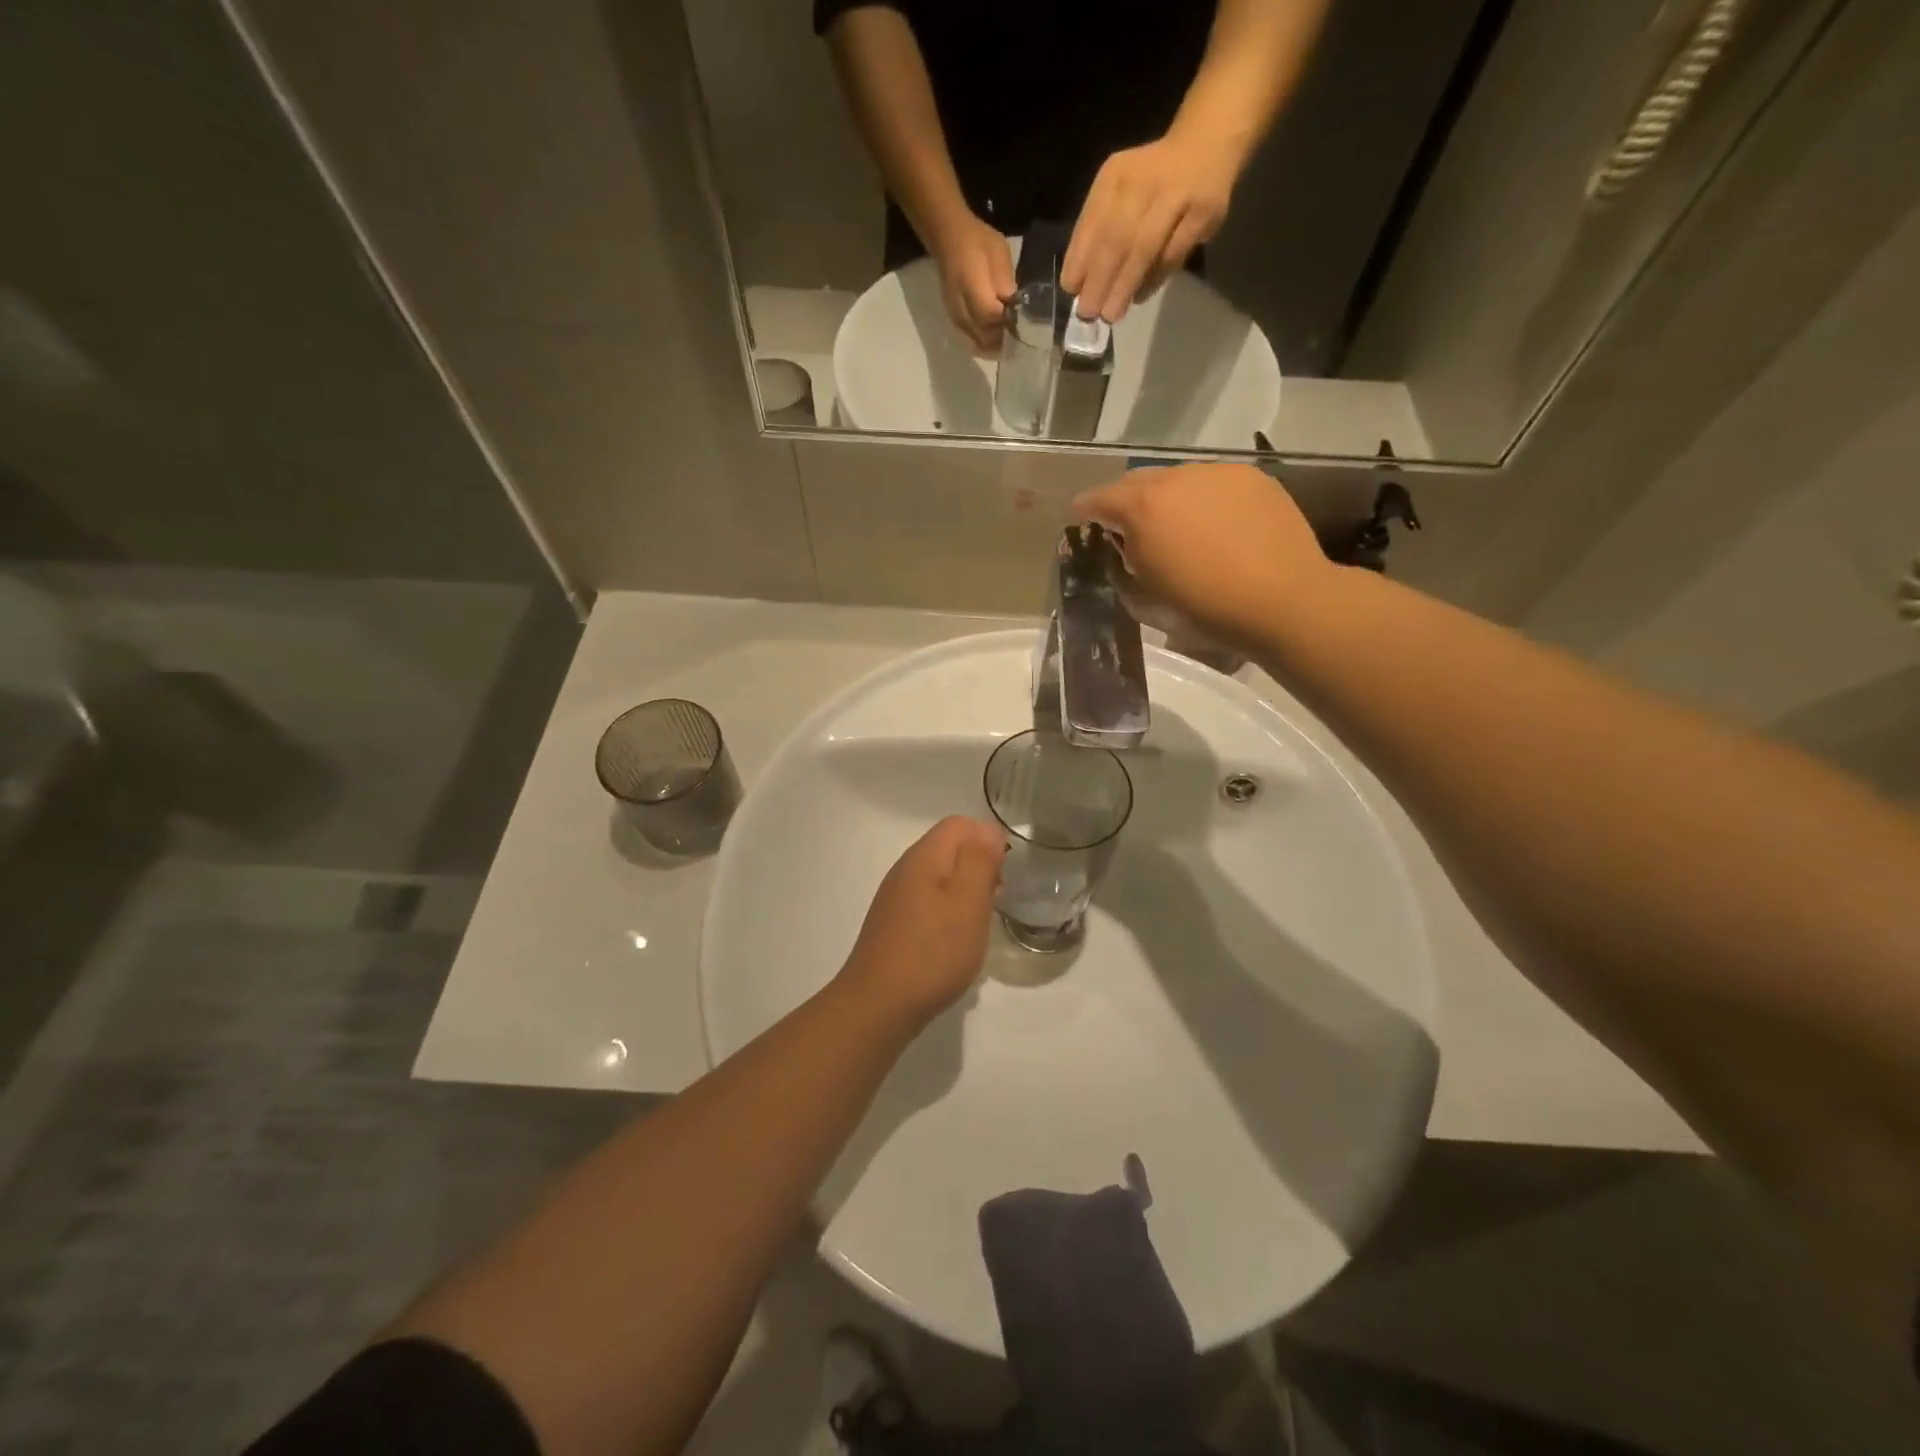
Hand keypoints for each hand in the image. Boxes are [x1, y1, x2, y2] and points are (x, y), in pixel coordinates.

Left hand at [836, 816, 1004, 1030]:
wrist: (879, 1005)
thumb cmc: (933, 951)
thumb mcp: (968, 901)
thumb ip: (979, 860)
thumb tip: (987, 831)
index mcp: (923, 857)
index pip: (959, 824)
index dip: (988, 839)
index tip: (1004, 873)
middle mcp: (905, 870)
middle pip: (948, 848)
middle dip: (978, 865)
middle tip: (996, 898)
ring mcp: (896, 898)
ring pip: (939, 877)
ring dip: (965, 892)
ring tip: (980, 922)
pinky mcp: (893, 924)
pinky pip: (928, 903)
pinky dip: (948, 912)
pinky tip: (955, 941)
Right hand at [928, 214, 1015, 354]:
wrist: (948, 238)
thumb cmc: (976, 241)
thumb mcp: (998, 252)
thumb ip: (1005, 281)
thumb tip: (1013, 307)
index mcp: (971, 286)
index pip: (992, 316)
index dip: (1009, 324)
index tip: (1024, 324)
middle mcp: (961, 307)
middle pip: (985, 336)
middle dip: (1004, 339)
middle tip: (1020, 335)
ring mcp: (955, 317)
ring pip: (978, 343)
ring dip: (994, 345)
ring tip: (1010, 340)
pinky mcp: (955, 321)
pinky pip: (972, 341)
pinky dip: (985, 344)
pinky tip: (996, 339)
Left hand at [1060, 135, 1235, 322]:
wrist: (1207, 144)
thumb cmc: (1150, 180)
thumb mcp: (1117, 192)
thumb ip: (1097, 231)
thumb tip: (1080, 284)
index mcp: (1115, 176)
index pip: (1092, 223)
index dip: (1079, 259)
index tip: (1070, 290)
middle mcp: (1144, 181)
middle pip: (1116, 238)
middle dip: (1099, 280)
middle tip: (1088, 312)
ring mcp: (1176, 195)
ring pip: (1145, 249)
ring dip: (1124, 286)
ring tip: (1111, 314)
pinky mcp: (1203, 213)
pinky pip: (1172, 255)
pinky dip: (1152, 280)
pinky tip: (1138, 297)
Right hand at [1072, 463, 1331, 648]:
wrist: (1283, 601)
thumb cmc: (1206, 609)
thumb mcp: (1146, 599)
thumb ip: (1125, 566)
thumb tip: (1125, 549)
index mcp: (1142, 508)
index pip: (1099, 498)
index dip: (1086, 510)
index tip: (1081, 519)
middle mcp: (1176, 478)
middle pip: (1138, 480)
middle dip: (1127, 501)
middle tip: (1129, 527)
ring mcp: (1218, 473)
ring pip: (1178, 478)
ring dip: (1168, 498)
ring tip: (1178, 526)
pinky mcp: (1252, 478)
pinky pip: (1214, 483)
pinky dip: (1205, 499)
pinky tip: (1217, 526)